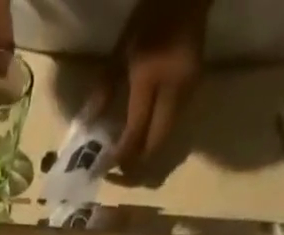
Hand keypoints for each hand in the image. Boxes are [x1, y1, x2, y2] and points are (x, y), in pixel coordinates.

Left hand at [94, 0, 209, 174]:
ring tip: (128, 157)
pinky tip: (143, 136)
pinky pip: (173, 126)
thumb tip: (89, 124)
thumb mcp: (121, 49)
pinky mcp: (194, 92)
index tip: (106, 168)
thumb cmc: (151, 15)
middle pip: (155, 144)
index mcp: (151, 77)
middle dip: (137, 163)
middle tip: (118, 171)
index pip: (136, 131)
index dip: (121, 155)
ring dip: (147, 153)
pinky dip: (156, 137)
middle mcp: (173, 90)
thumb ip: (105, 87)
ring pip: (166, 138)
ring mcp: (188, 92)